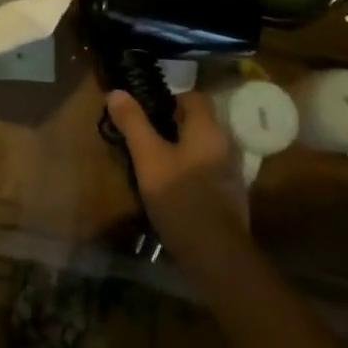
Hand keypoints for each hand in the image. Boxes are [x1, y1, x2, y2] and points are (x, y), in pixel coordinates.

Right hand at [106, 89, 250, 264]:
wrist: (216, 255)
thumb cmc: (180, 197)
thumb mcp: (148, 158)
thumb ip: (133, 123)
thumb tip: (116, 92)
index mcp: (208, 128)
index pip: (194, 97)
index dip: (171, 99)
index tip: (147, 111)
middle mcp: (225, 144)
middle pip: (198, 122)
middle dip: (172, 125)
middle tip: (145, 137)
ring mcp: (231, 172)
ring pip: (202, 148)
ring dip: (181, 149)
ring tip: (154, 163)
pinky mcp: (230, 196)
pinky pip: (207, 170)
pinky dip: (191, 170)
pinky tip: (172, 188)